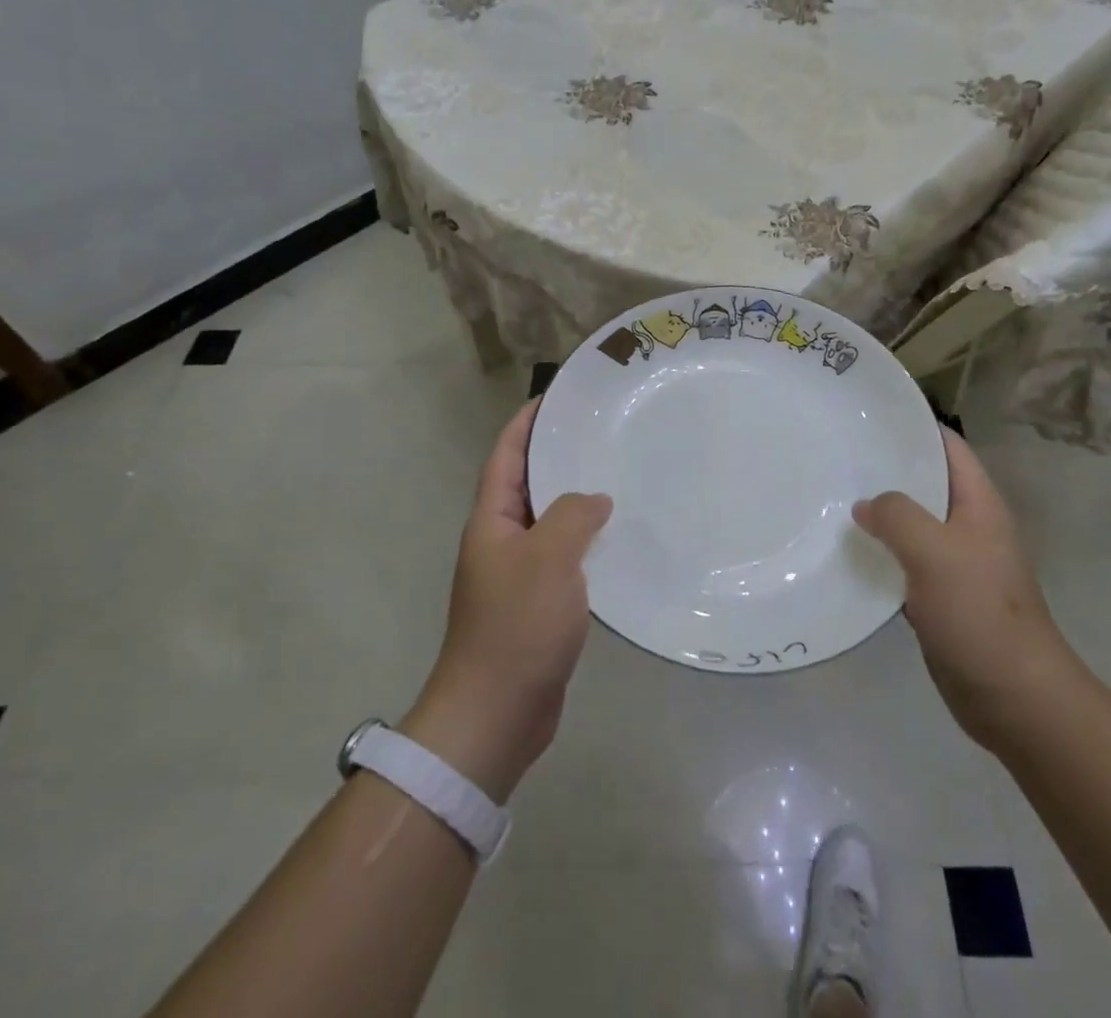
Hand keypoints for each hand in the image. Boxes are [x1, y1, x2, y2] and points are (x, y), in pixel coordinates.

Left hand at [402, 398, 611, 801]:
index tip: (557, 397)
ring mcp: (519, 574)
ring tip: (618, 475)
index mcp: (491, 520)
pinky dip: (587, 541)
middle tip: (601, 431)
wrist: (496, 714)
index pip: (505, 456)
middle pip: (528, 483)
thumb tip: (594, 499)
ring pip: (550, 521)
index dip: (526, 423)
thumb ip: (572, 516)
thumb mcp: (548, 558)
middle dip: (557, 455)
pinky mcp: (539, 603)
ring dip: (576, 499)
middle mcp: (501, 540)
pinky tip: (619, 539)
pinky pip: (565, 557)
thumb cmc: (516, 626)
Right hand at [854, 428, 1070, 751]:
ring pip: (913, 523)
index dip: (913, 426)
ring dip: (881, 513)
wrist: (1014, 697)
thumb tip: (866, 505)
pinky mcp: (941, 596)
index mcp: (979, 504)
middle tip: (838, 456)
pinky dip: (881, 553)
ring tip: (833, 497)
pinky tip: (848, 552)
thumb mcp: (934, 552)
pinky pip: (906, 561)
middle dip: (887, 468)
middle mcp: (969, 526)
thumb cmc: (979, 613)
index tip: (868, 416)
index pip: (948, 446)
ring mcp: (956, 562)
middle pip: (926, 482)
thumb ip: (897, 516)